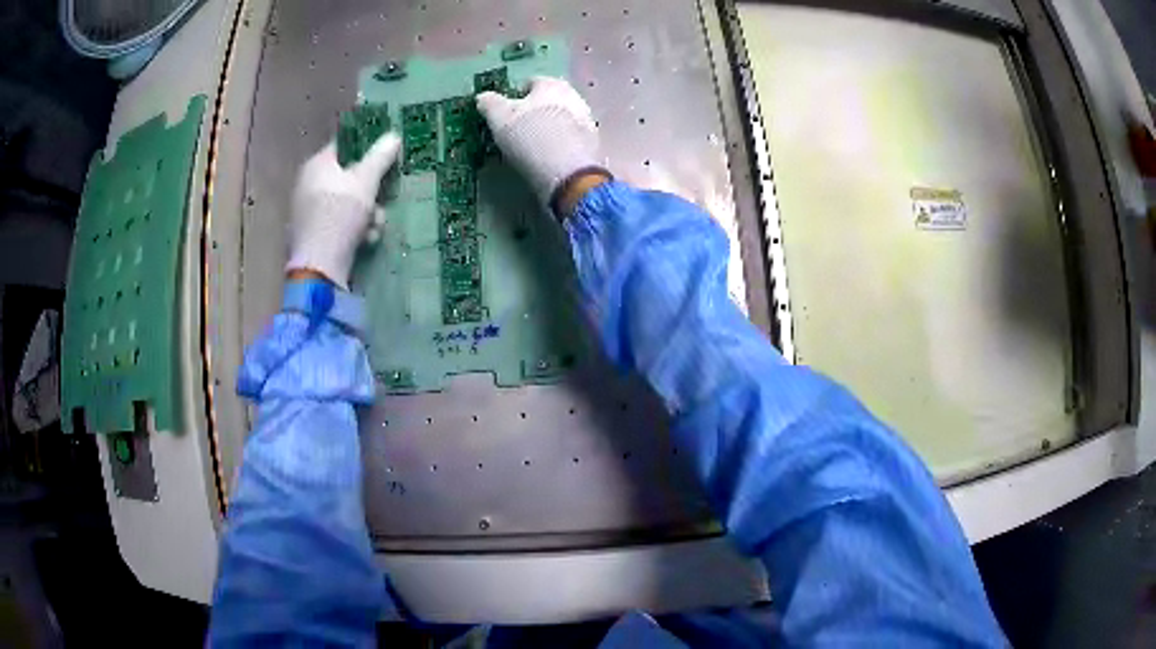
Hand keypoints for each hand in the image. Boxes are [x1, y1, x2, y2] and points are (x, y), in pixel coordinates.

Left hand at [286, 133, 400, 287]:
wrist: (320, 266)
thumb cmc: (340, 214)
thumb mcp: (366, 180)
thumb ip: (380, 156)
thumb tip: (393, 136)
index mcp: (316, 165)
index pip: (345, 146)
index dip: (367, 148)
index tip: (387, 156)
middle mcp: (309, 184)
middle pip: (349, 177)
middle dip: (372, 189)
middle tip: (384, 197)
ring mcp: (310, 211)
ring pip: (348, 202)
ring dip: (368, 212)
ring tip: (376, 225)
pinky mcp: (315, 234)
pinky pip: (341, 223)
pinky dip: (356, 229)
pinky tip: (366, 239)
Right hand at [476, 76, 605, 209]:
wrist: (566, 170)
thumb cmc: (529, 135)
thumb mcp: (499, 117)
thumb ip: (489, 103)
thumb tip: (483, 97)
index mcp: (551, 84)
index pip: (530, 83)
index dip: (515, 96)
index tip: (506, 114)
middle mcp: (574, 95)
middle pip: (549, 100)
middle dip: (535, 111)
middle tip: (520, 130)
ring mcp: (587, 119)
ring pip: (562, 118)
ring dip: (550, 126)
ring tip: (534, 145)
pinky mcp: (593, 142)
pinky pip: (571, 137)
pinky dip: (561, 142)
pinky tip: (550, 156)